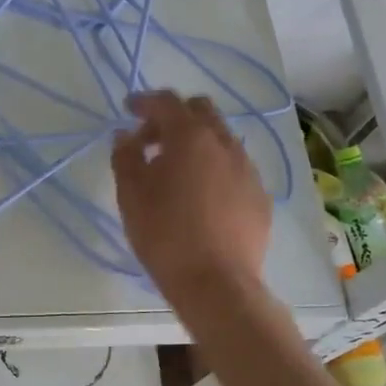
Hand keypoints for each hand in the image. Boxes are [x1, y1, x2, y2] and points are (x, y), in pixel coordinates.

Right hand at [112, 90, 270, 306]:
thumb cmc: (165, 235)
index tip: (128, 109)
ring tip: (176, 172)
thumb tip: (125, 136)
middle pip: (201, 111)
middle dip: (174, 117)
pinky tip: (202, 197)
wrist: (216, 284)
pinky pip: (235, 169)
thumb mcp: (131, 195)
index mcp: (190, 138)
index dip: (145, 101)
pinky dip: (215, 169)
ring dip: (197, 143)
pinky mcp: (260, 197)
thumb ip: (126, 157)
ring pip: (221, 140)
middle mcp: (224, 144)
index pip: (167, 102)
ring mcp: (247, 170)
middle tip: (151, 141)